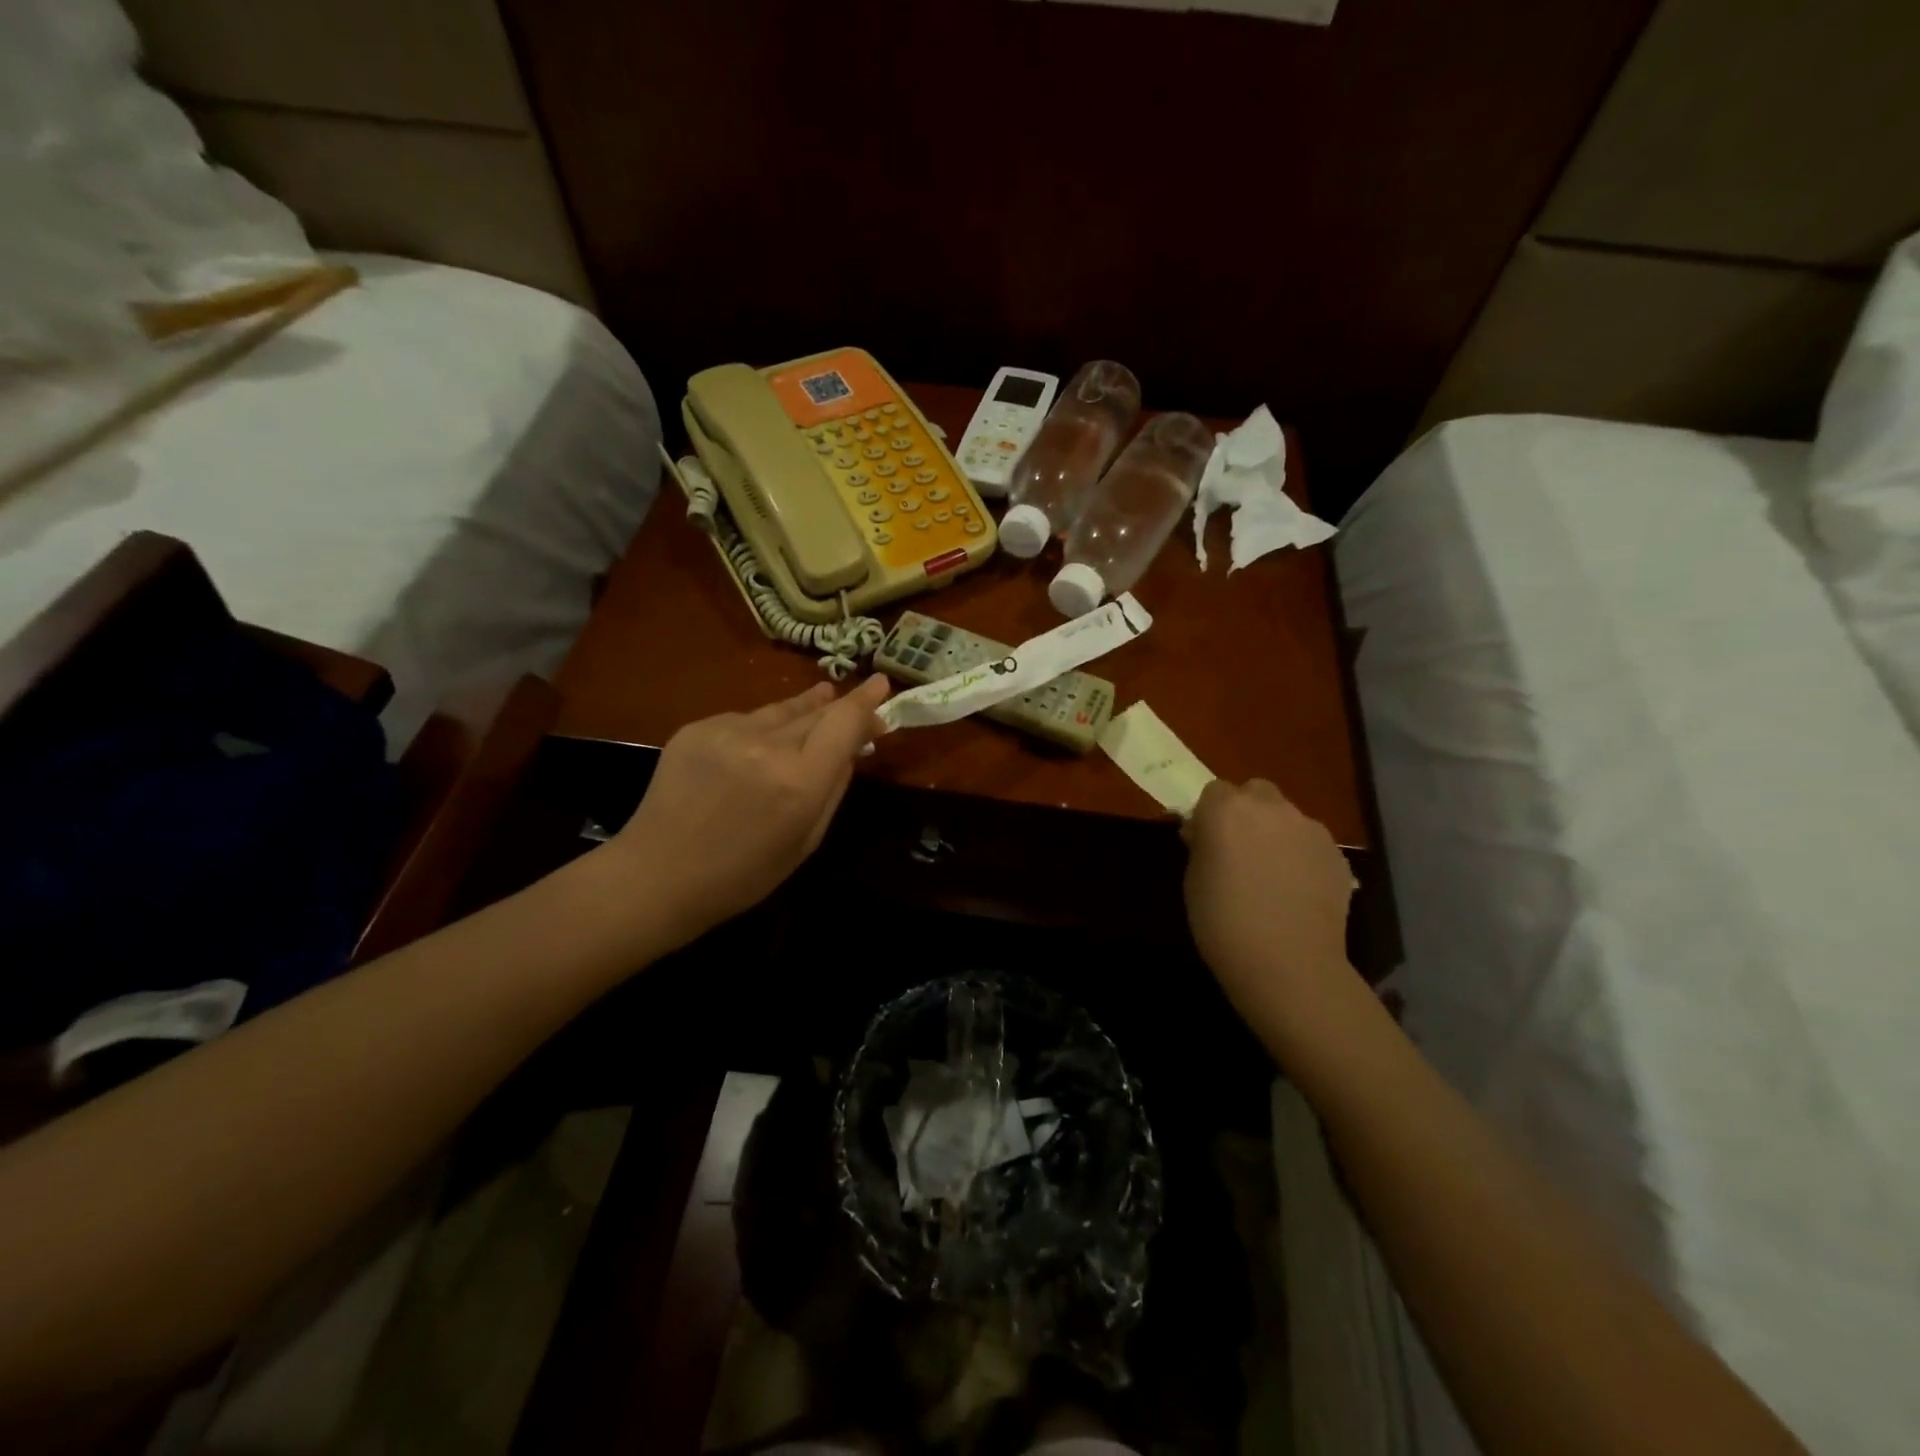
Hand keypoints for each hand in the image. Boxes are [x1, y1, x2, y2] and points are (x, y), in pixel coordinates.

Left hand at [612, 677, 890, 945]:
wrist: (657, 875)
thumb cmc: (742, 874)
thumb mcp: (806, 841)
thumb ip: (834, 788)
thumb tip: (852, 748)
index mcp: (799, 781)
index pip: (843, 722)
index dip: (866, 702)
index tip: (881, 684)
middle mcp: (767, 745)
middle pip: (816, 711)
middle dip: (840, 709)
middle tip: (856, 710)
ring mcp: (727, 731)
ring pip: (780, 711)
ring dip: (804, 710)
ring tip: (820, 699)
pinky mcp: (697, 727)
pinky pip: (746, 720)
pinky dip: (762, 728)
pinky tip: (759, 745)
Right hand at [1181, 778, 1356, 1029]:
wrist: (1288, 964)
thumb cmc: (1223, 922)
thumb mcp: (1193, 879)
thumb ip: (1203, 845)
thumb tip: (1207, 834)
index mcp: (1226, 809)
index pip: (1214, 791)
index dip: (1209, 814)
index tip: (1206, 841)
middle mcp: (1271, 808)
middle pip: (1256, 792)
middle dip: (1247, 812)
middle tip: (1239, 850)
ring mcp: (1310, 829)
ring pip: (1287, 817)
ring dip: (1276, 833)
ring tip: (1272, 875)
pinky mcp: (1337, 854)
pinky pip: (1311, 844)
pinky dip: (1302, 857)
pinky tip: (1296, 892)